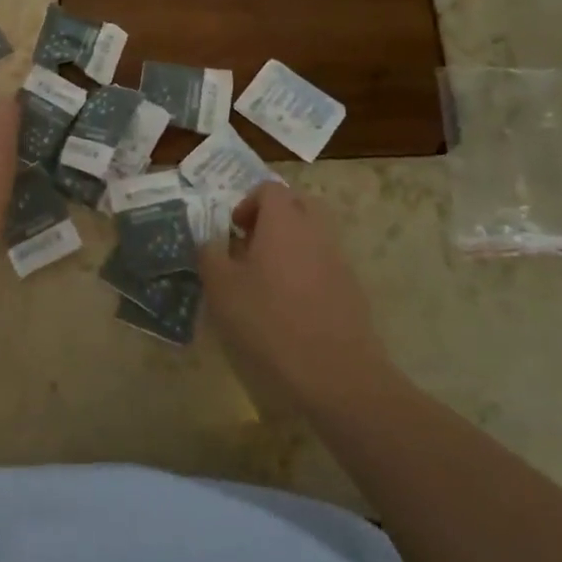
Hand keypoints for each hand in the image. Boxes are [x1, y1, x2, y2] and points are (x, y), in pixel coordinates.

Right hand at [200, 182, 392, 409]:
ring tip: (268, 277)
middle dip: (274, 217)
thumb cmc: (270, 321)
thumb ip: (210, 257)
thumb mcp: (222, 289)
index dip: (248, 203)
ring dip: (291, 244)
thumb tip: (209, 243)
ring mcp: (338, 258)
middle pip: (298, 204)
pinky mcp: (351, 288)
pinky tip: (291, 304)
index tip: (234, 231)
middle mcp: (315, 230)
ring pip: (314, 233)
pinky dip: (307, 269)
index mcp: (284, 221)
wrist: (336, 372)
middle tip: (252, 245)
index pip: (269, 189)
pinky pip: (325, 262)